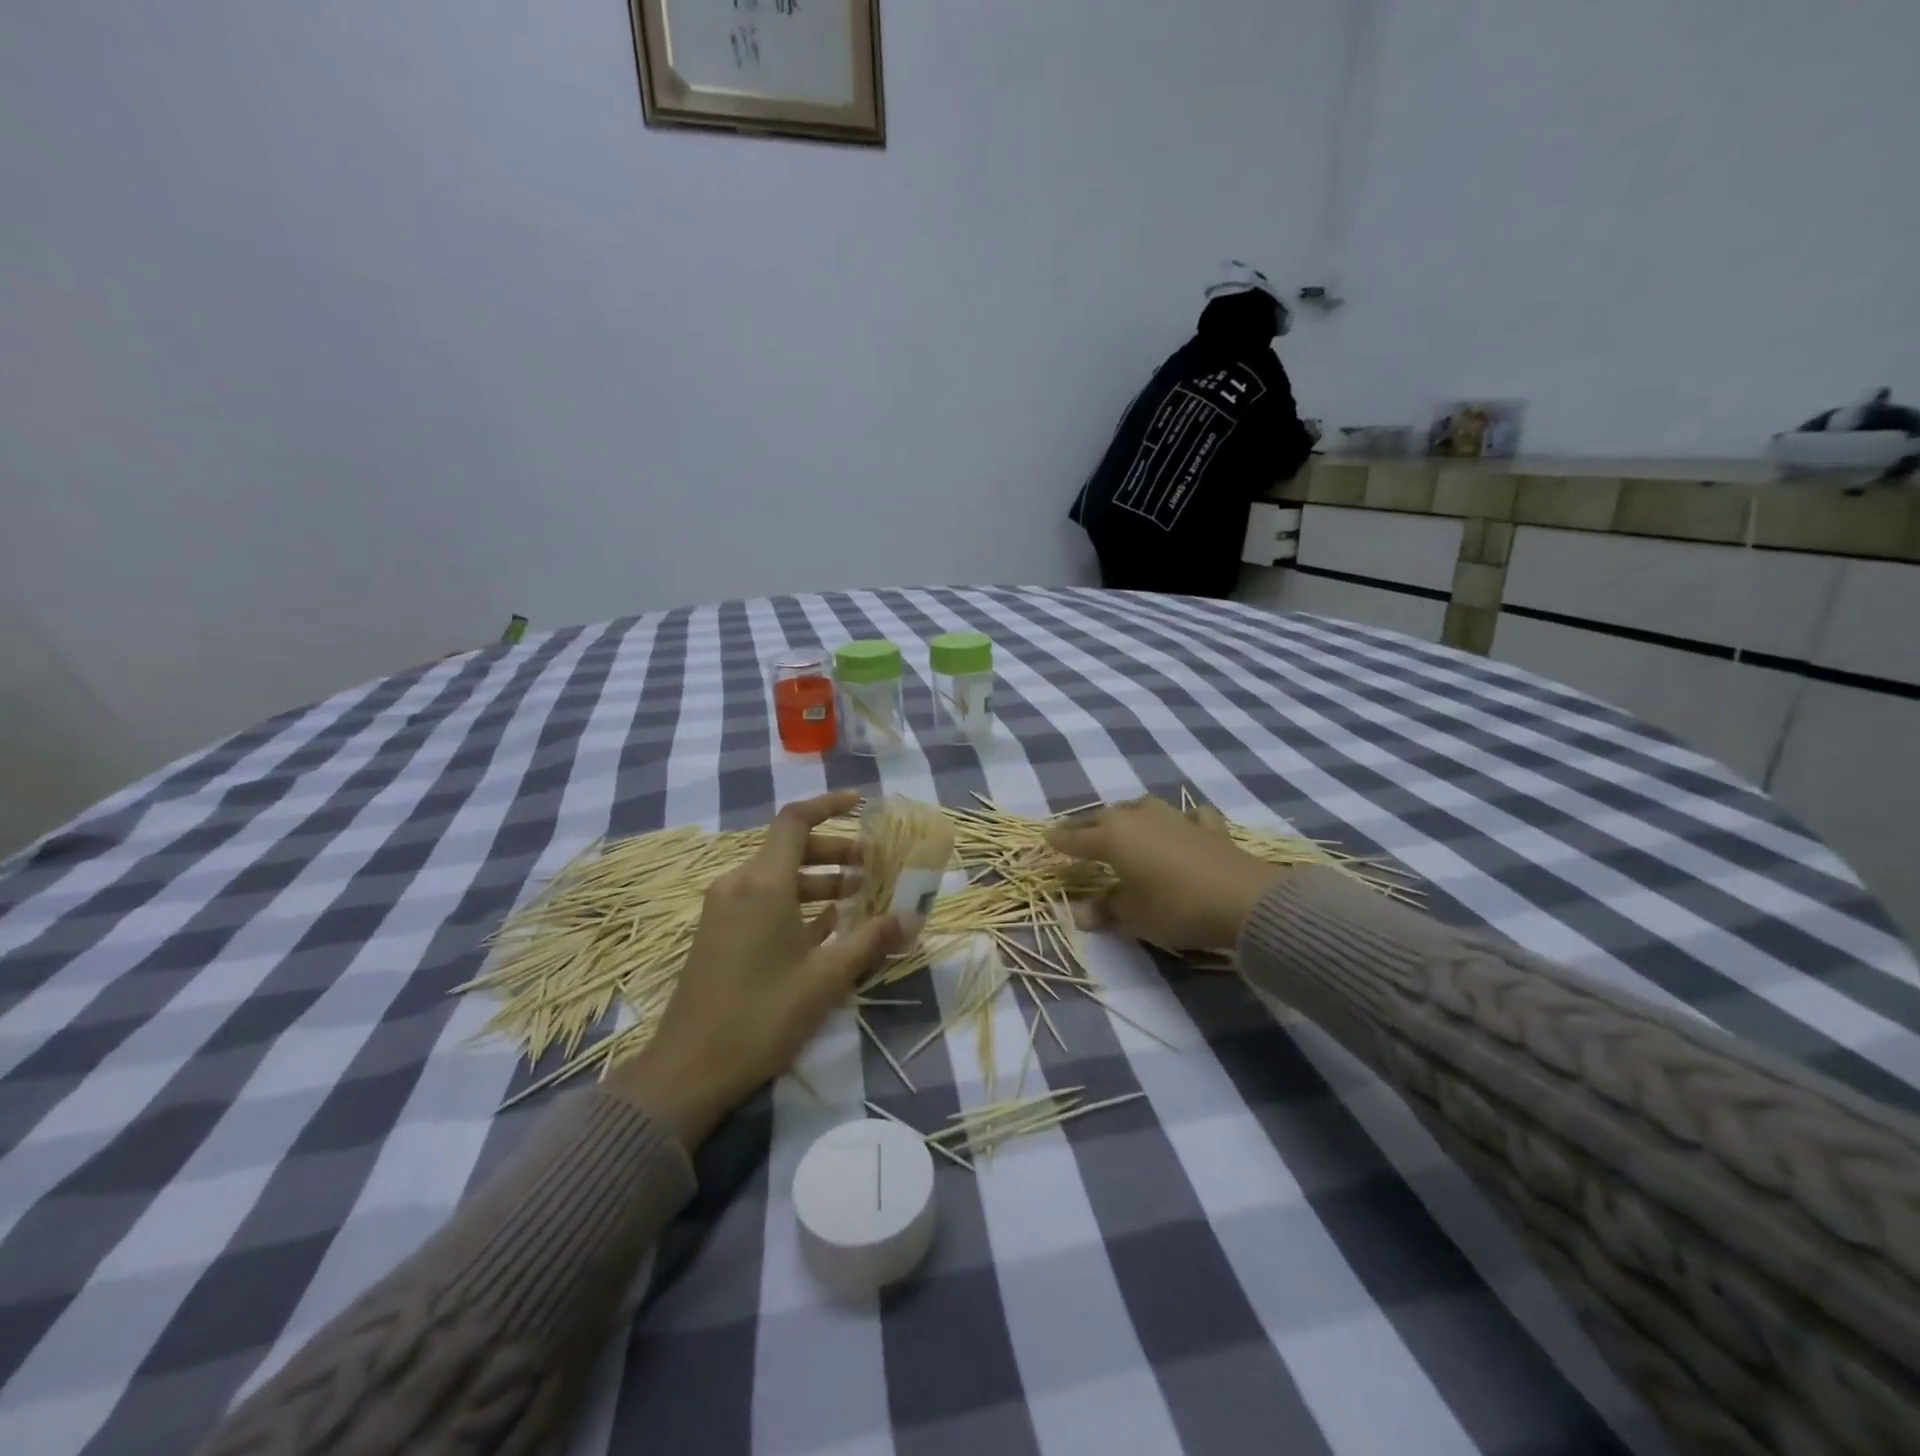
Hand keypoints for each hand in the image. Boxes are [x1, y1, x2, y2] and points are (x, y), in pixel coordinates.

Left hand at [610, 791, 903, 1146]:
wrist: (688, 1069)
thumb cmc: (762, 1015)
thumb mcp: (825, 978)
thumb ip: (870, 941)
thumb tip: (910, 918)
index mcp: (763, 883)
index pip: (795, 820)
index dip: (829, 805)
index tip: (861, 804)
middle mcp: (739, 885)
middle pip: (790, 848)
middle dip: (834, 852)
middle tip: (872, 866)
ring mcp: (723, 910)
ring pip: (777, 877)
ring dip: (818, 880)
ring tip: (857, 898)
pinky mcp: (718, 934)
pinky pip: (762, 901)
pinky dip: (795, 903)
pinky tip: (825, 927)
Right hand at [1046, 795, 1284, 951]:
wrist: (1242, 899)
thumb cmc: (1175, 907)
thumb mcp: (1134, 916)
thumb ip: (1107, 908)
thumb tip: (1082, 913)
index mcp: (1113, 838)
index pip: (1077, 838)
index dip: (1060, 841)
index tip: (1046, 839)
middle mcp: (1139, 819)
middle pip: (1104, 817)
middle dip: (1086, 825)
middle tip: (1074, 832)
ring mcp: (1175, 818)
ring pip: (1142, 807)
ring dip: (1128, 814)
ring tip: (1122, 822)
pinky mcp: (1208, 827)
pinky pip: (1188, 816)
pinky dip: (1182, 818)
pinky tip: (1184, 822)